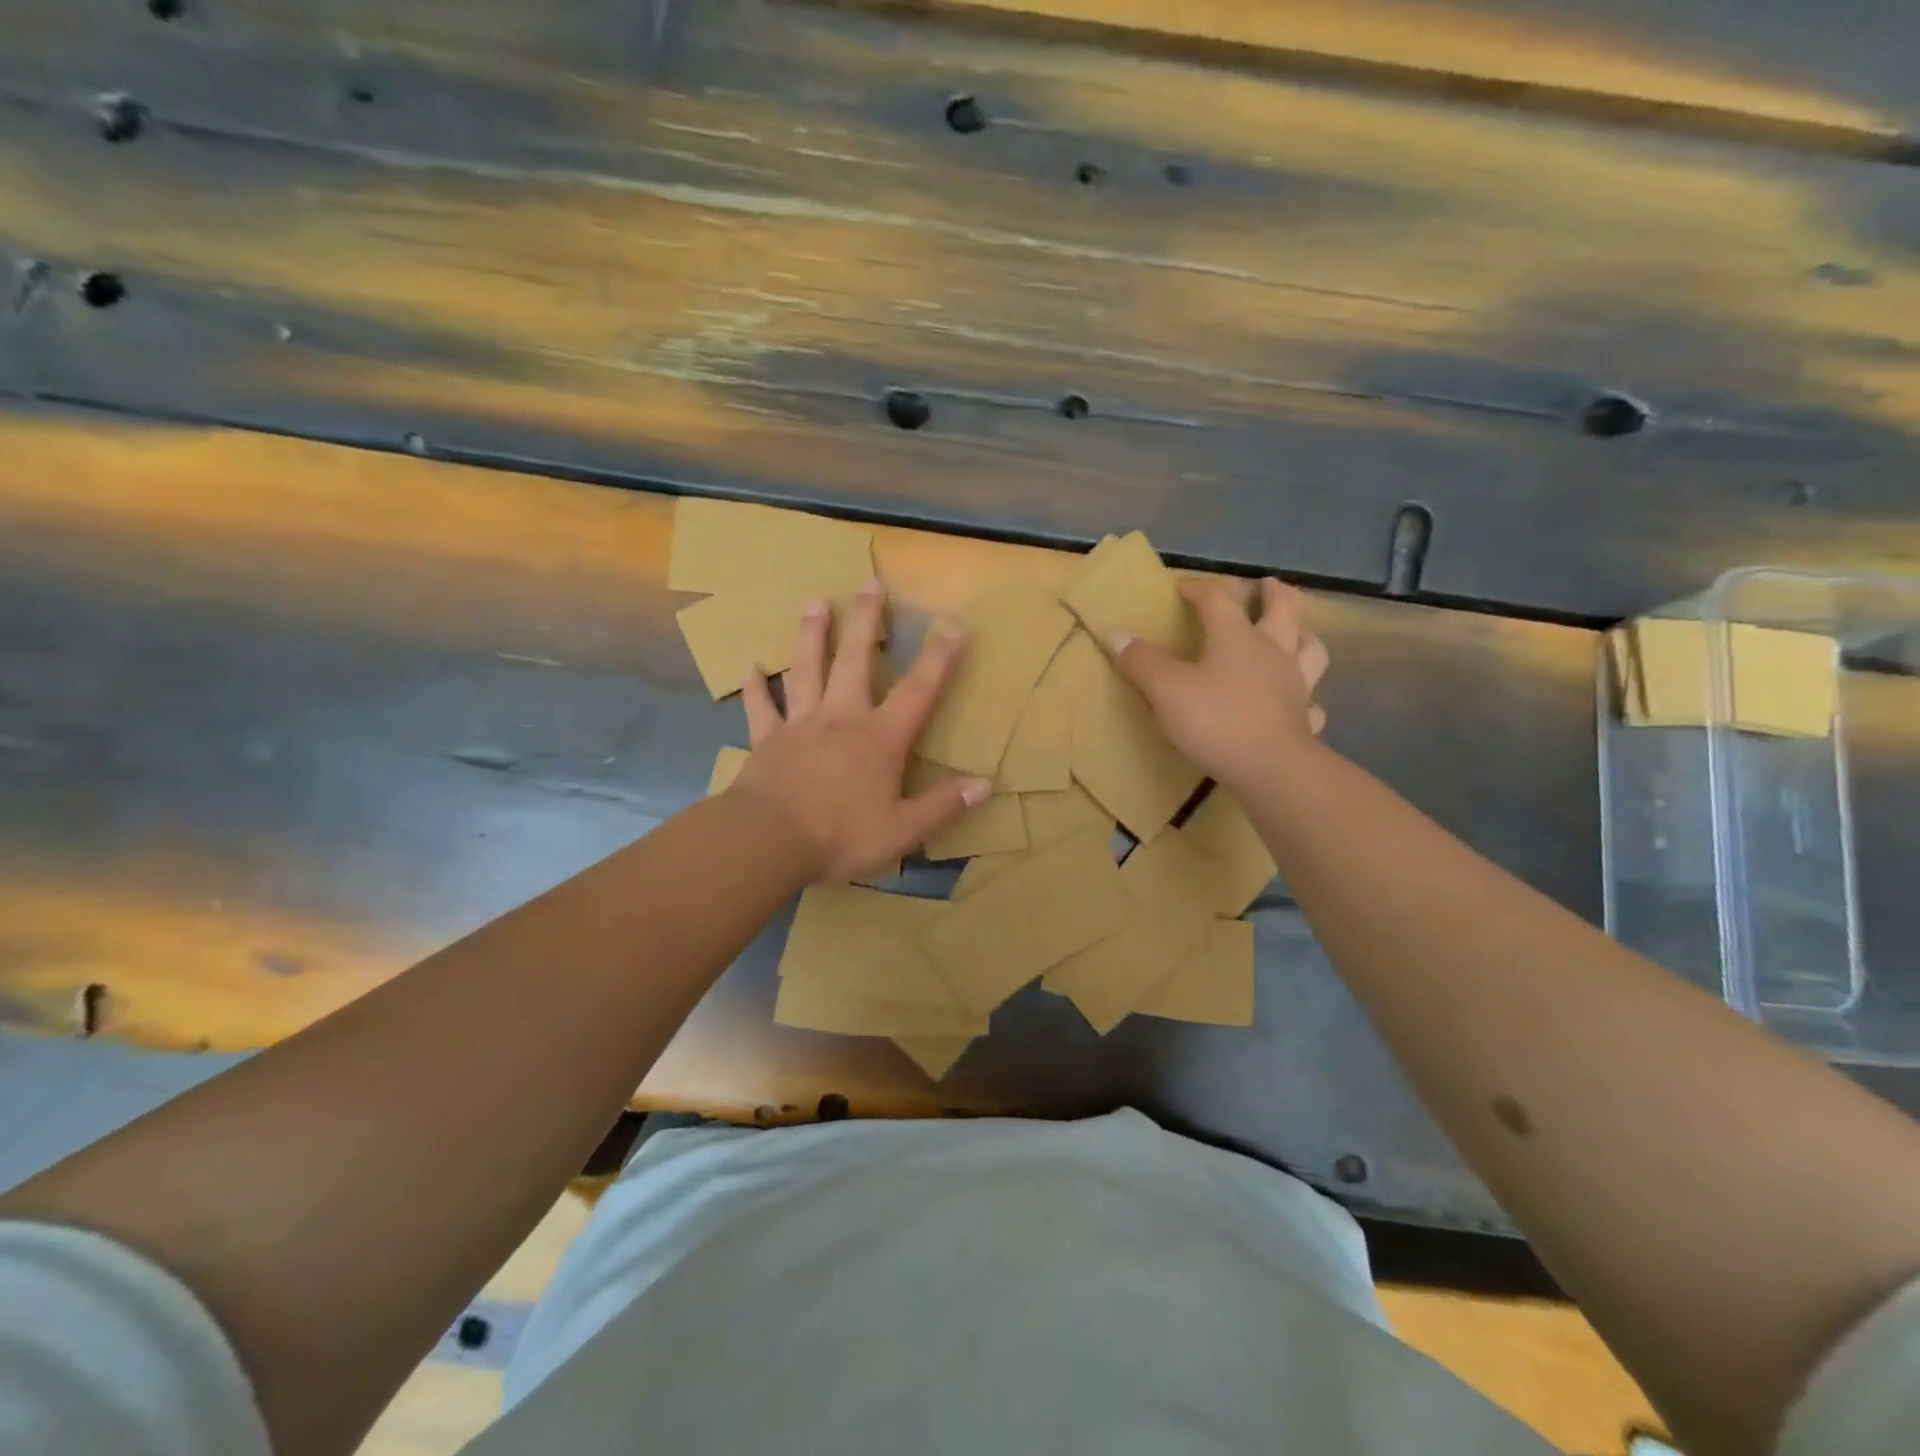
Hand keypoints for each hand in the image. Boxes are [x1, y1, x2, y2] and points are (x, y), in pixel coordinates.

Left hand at [730, 582, 989, 881]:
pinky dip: (758, 687)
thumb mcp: (902, 830)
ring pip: (806, 669)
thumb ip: (943, 805)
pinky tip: (752, 666)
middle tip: (869, 584)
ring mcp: (800, 724)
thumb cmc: (839, 835)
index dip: (939, 658)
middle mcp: (841, 719)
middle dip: (865, 621)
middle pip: (854, 660)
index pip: (918, 691)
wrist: (767, 841)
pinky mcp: (767, 739)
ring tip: (815, 602)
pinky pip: (761, 707)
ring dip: (811, 635)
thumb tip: (986, 784)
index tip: (953, 625)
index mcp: (879, 738)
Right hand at [1109, 577, 1328, 788]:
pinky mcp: (1304, 718)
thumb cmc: (1215, 720)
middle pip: (1283, 610)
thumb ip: (1141, 661)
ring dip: (1303, 635)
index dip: (1200, 588)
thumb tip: (1115, 633)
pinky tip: (1299, 702)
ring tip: (1295, 634)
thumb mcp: (1166, 689)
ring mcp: (1295, 684)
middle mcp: (1272, 651)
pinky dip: (1306, 695)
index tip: (1183, 589)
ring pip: (1310, 648)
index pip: (1219, 598)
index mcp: (1236, 636)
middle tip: (1268, 585)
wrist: (1270, 768)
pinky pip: (1311, 700)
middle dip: (1273, 594)